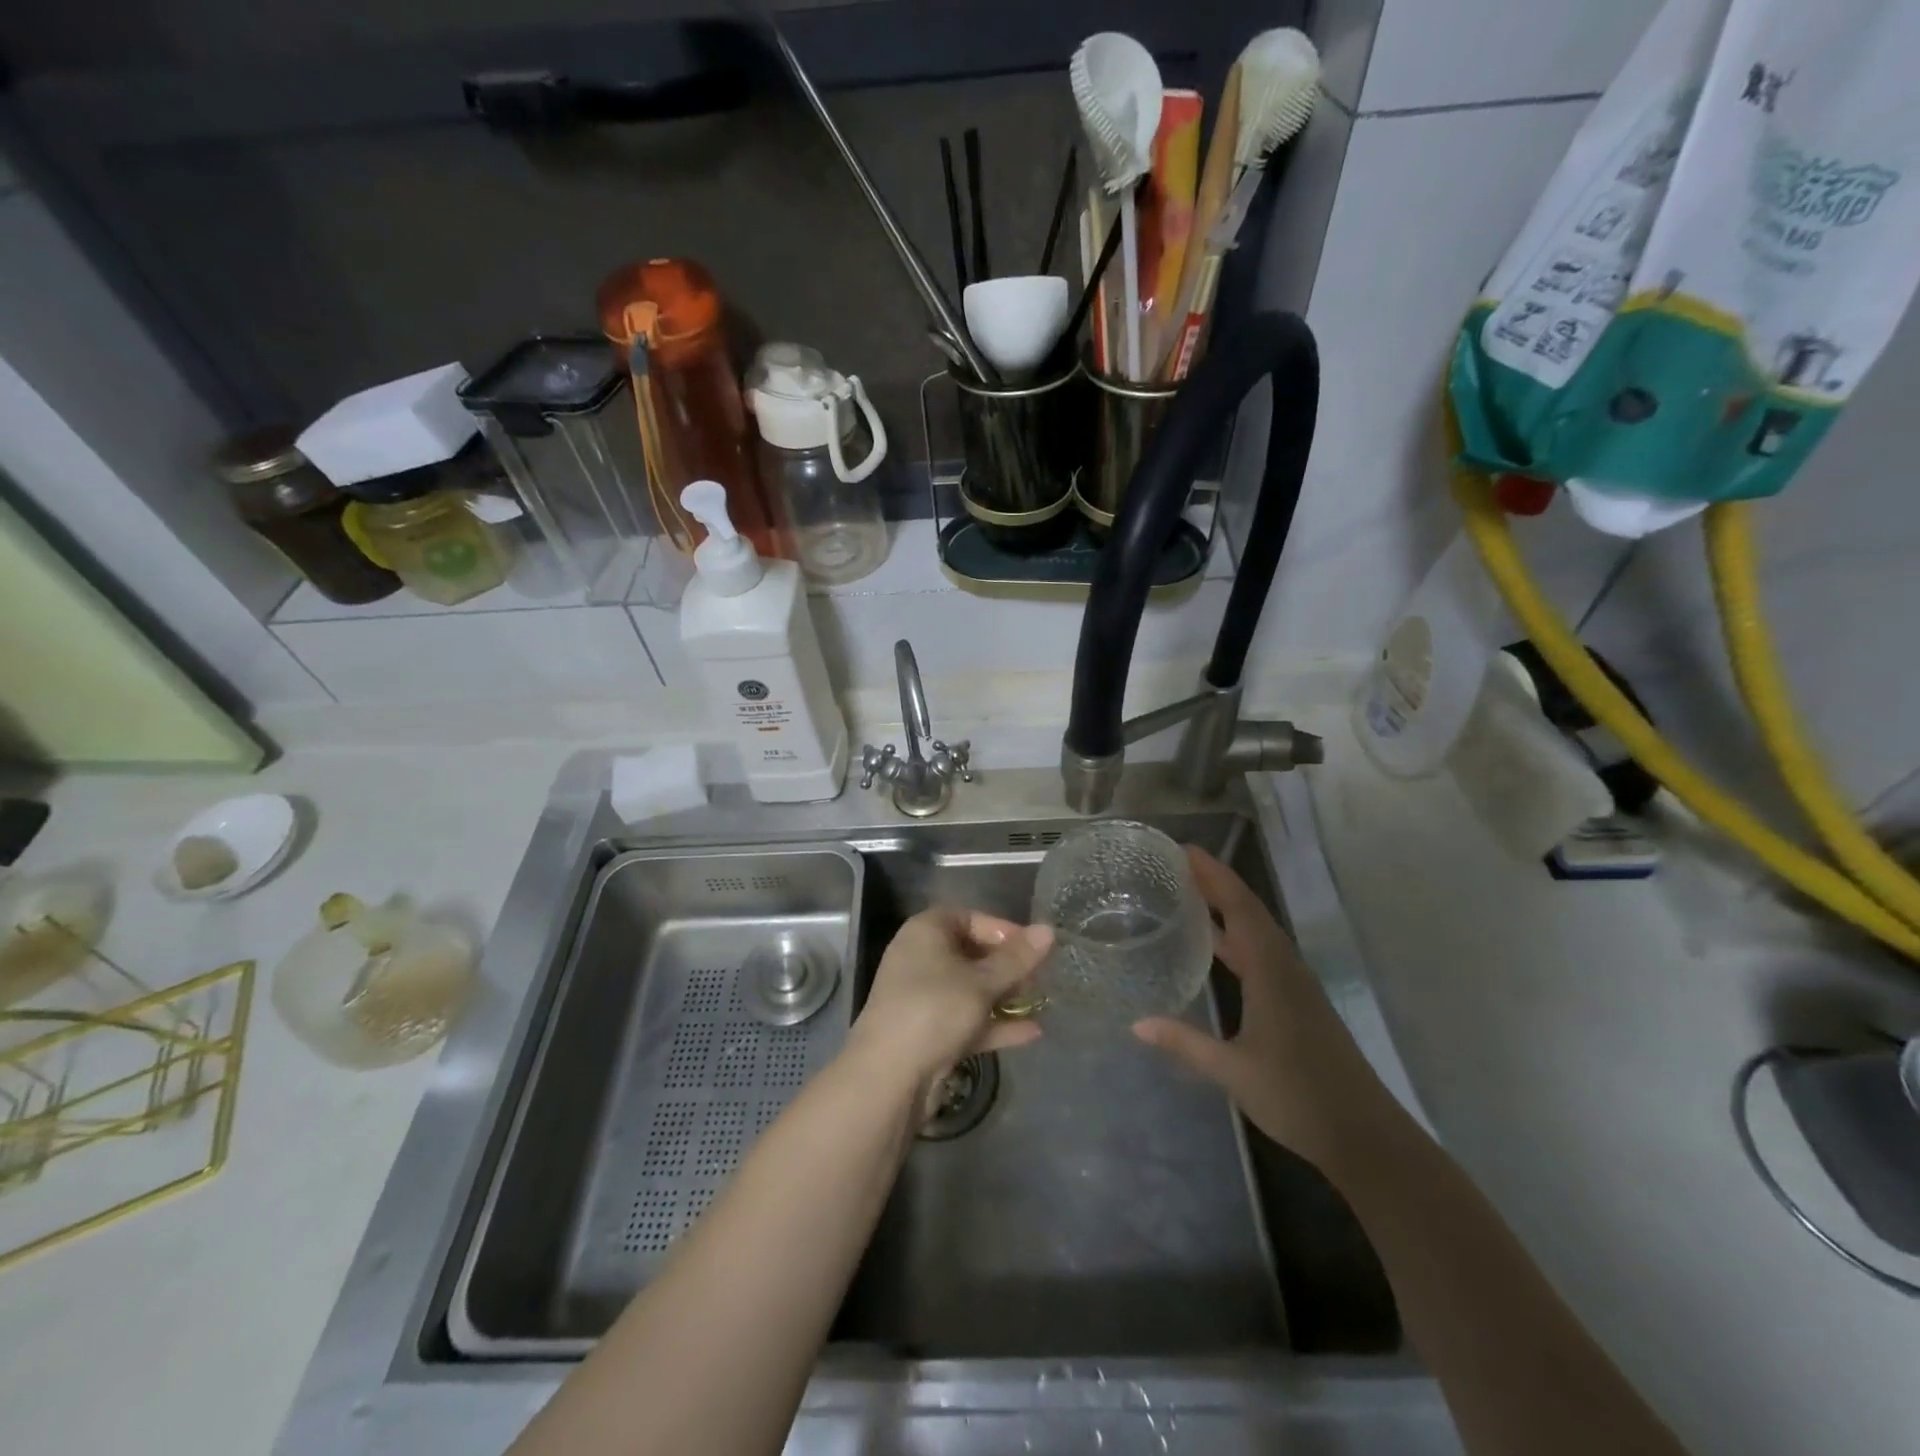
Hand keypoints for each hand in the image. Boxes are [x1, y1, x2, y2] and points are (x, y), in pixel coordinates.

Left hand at [848, 907, 1052, 1093]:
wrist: (889, 1077)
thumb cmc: (935, 1010)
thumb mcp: (982, 982)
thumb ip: (1017, 959)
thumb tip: (1048, 930)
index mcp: (925, 933)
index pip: (968, 918)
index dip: (1001, 929)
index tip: (1031, 947)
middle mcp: (921, 959)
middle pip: (971, 954)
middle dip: (1007, 966)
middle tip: (1039, 977)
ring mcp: (924, 998)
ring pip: (971, 989)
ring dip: (1004, 996)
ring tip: (1041, 1003)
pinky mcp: (929, 1033)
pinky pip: (967, 1020)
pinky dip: (995, 1025)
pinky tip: (1032, 1033)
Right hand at [1133, 847, 1394, 1169]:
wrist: (1365, 1136)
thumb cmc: (1298, 1096)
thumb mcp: (1233, 1071)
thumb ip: (1185, 1043)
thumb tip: (1137, 1024)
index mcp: (1271, 972)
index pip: (1240, 908)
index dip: (1214, 876)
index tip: (1185, 850)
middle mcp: (1285, 968)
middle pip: (1250, 912)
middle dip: (1216, 884)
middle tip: (1177, 866)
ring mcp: (1295, 986)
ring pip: (1258, 932)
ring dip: (1227, 909)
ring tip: (1189, 895)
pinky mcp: (1298, 1003)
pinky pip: (1262, 954)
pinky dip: (1236, 938)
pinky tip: (1216, 948)